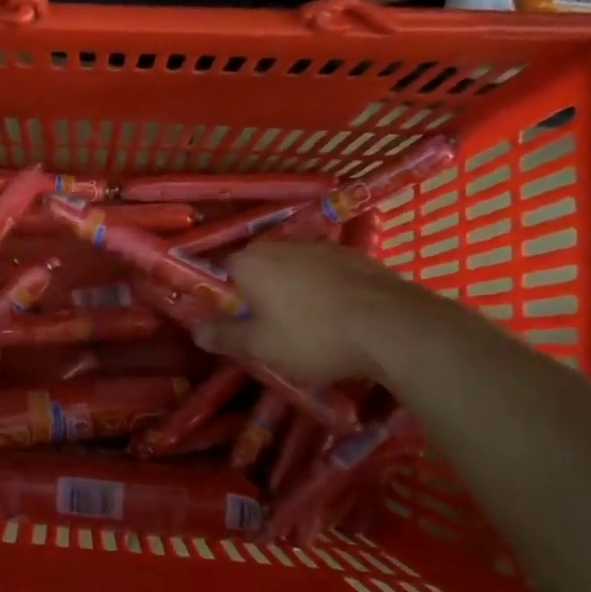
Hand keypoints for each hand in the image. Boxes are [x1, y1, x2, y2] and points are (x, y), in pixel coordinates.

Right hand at [192, 241, 431, 384]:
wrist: (394, 328)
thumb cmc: (313, 336)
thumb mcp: (260, 347)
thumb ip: (224, 337)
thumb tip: (196, 331)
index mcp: (251, 261)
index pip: (222, 271)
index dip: (225, 297)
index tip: (235, 323)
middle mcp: (282, 244)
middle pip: (259, 268)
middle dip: (259, 294)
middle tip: (268, 329)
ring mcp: (323, 247)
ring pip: (294, 269)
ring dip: (293, 292)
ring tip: (306, 327)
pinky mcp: (356, 257)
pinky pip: (325, 274)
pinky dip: (324, 291)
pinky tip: (336, 318)